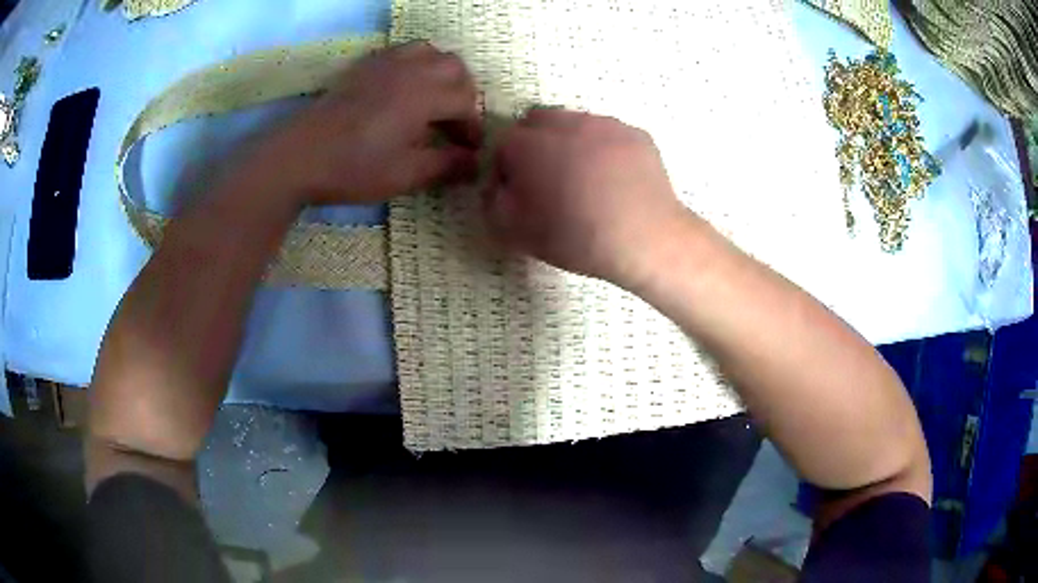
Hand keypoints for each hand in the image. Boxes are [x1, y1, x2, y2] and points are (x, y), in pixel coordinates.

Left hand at [249, 42, 481, 205]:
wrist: (298, 157)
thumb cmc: (353, 168)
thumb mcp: (405, 174)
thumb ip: (446, 165)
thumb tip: (476, 163)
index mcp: (423, 95)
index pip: (466, 101)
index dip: (473, 127)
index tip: (468, 151)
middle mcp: (410, 70)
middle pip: (455, 68)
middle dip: (464, 94)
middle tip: (453, 124)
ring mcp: (385, 63)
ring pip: (430, 52)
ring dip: (442, 74)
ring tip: (433, 101)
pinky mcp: (365, 66)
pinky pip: (402, 51)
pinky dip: (415, 65)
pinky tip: (404, 89)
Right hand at [484, 109, 692, 286]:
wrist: (645, 239)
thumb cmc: (575, 236)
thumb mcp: (516, 232)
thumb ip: (493, 203)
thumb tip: (497, 185)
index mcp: (529, 144)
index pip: (503, 142)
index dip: (507, 167)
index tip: (519, 191)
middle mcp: (565, 123)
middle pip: (538, 121)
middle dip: (535, 144)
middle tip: (549, 178)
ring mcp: (605, 124)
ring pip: (576, 123)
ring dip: (571, 142)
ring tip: (586, 178)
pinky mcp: (636, 133)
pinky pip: (610, 134)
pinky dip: (605, 149)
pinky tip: (615, 178)